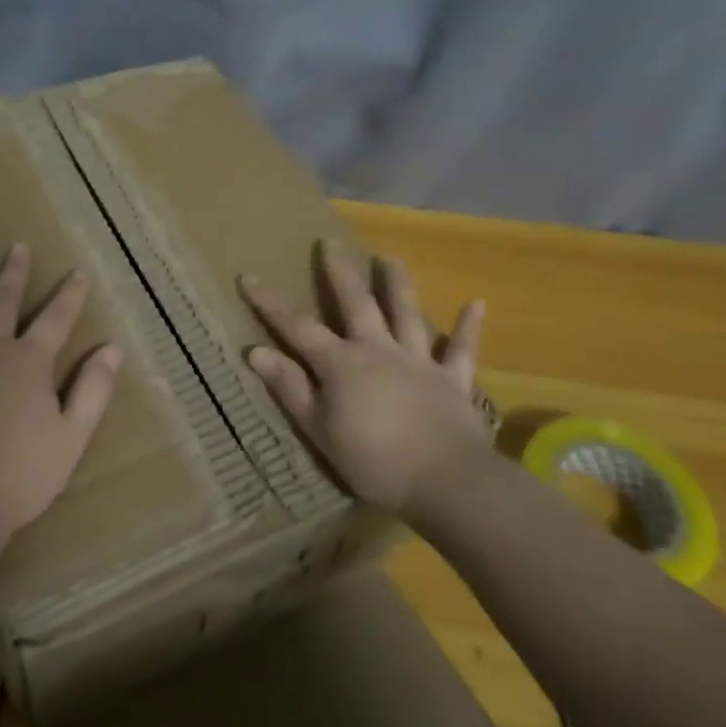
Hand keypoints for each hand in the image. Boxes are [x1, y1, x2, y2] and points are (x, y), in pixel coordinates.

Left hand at [0, 244, 121, 571]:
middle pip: (2, 303)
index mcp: (28, 362)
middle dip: (13, 274)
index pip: (56, 319)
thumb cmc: (19, 474)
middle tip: (17, 246)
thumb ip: (94, 389)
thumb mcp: (72, 436)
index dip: (71, 295)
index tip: (79, 272)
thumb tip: (113, 349)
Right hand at [239, 244, 488, 517]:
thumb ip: (290, 388)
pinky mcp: (454, 381)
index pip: (298, 327)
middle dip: (340, 273)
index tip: (249, 277)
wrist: (448, 482)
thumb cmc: (375, 461)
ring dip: (398, 284)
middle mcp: (379, 350)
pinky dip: (469, 327)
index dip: (271, 303)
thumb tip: (256, 351)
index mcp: (342, 364)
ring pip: (407, 314)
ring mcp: (419, 362)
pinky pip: (462, 350)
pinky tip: (476, 303)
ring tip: (391, 257)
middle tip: (330, 243)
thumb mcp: (319, 430)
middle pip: (357, 304)